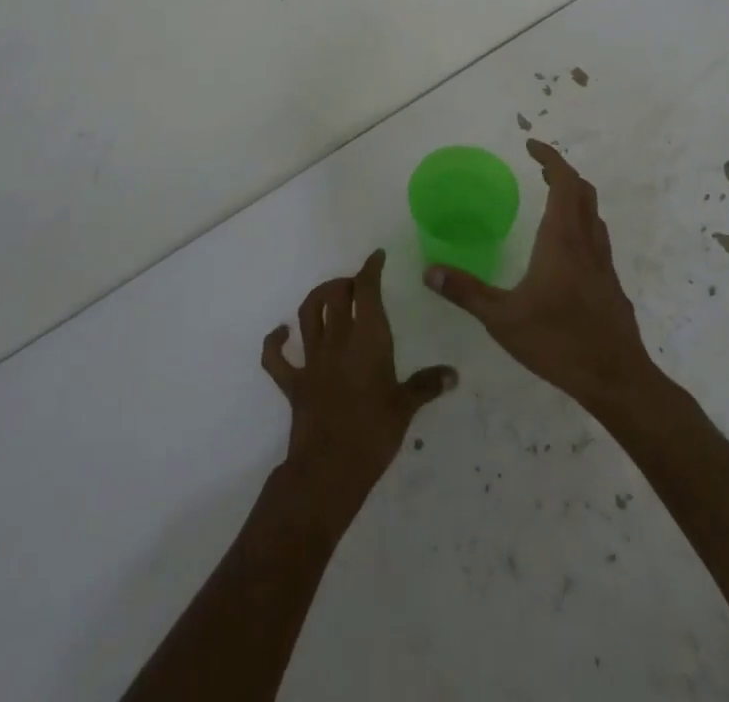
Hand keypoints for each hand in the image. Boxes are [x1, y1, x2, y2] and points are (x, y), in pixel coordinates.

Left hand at [261, 250, 456, 521]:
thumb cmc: (374, 434)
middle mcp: (337, 340)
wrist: (329, 470)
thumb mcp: (406, 407)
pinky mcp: (293, 382)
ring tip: (330, 295)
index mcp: (368, 339)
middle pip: (335, 294)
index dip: (370, 269)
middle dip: (345, 282)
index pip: (366, 291)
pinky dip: (275, 342)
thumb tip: (453, 374)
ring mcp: (312, 360)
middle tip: (358, 285)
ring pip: (308, 313)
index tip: (377, 257)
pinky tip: (281, 333)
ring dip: (317, 297)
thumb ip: (427, 385)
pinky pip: (275, 357)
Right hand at [423, 139, 652, 404]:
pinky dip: (581, 226)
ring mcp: (603, 264)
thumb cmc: (558, 341)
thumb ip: (466, 292)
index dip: (550, 158)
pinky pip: (597, 239)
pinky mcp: (611, 285)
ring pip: (593, 215)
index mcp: (562, 239)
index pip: (564, 182)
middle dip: (562, 173)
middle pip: (583, 192)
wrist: (617, 379)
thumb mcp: (502, 319)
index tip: (530, 146)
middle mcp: (586, 243)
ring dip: (574, 198)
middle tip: (538, 170)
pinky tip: (565, 251)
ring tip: (550, 201)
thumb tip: (429, 271)